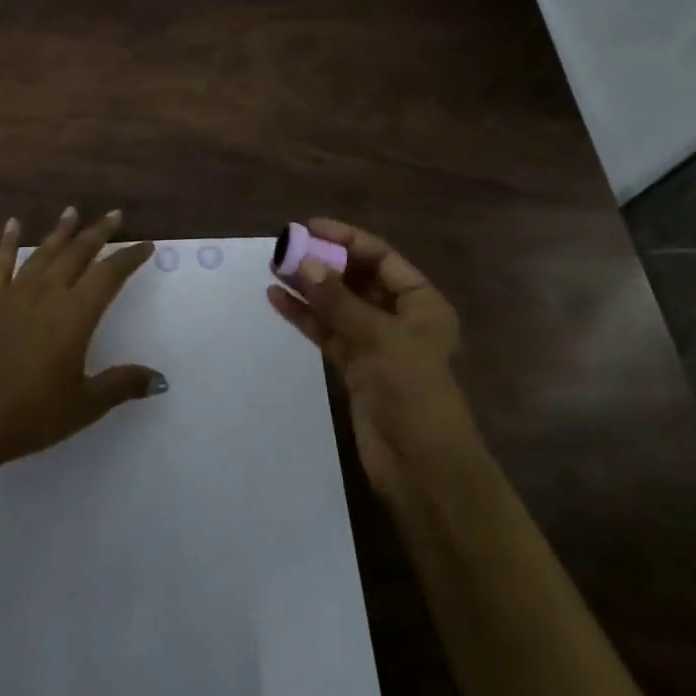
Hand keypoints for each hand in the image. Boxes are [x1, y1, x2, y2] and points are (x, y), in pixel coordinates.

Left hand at [0, 208, 163, 465]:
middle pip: (78, 253)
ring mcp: (15, 294)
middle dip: (99, 232)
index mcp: (76, 315)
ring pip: (43, 252)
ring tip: (73, 211)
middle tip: (115, 215)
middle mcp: (48, 294)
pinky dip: (8, 242)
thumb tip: (160, 380)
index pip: (109, 275)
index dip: (129, 258)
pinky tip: (13, 224)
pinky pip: (1, 264)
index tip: (146, 245)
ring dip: (61, 231)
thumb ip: (122, 385)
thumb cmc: (33, 413)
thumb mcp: (85, 405)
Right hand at [266, 218, 473, 499]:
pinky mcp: (354, 368)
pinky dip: (305, 317)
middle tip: (285, 248)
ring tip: (273, 269)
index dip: (347, 239)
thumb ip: (339, 301)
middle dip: (323, 263)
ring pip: (337, 306)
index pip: (381, 258)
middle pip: (357, 279)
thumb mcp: (379, 338)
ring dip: (308, 288)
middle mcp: (399, 318)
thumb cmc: (413, 392)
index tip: (310, 227)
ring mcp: (375, 344)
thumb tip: (305, 263)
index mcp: (421, 303)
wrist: (421, 468)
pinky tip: (277, 300)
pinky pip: (326, 332)